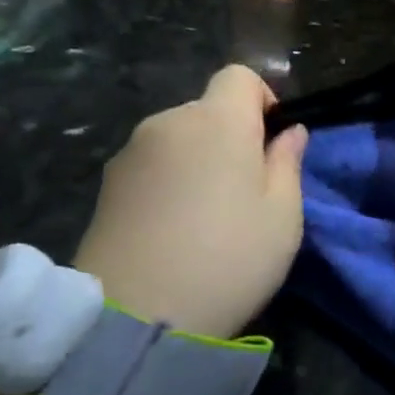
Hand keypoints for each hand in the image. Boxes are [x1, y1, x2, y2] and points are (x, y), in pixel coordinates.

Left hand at [73, 66, 306, 341]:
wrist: (133, 318)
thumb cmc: (228, 259)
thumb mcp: (283, 216)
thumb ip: (288, 163)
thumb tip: (290, 132)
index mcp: (218, 120)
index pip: (240, 75)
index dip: (262, 100)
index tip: (272, 142)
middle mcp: (169, 122)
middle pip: (208, 110)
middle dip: (230, 136)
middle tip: (245, 191)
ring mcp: (130, 153)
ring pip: (178, 140)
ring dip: (197, 161)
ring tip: (204, 217)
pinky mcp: (105, 187)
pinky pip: (151, 167)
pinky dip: (167, 182)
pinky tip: (171, 230)